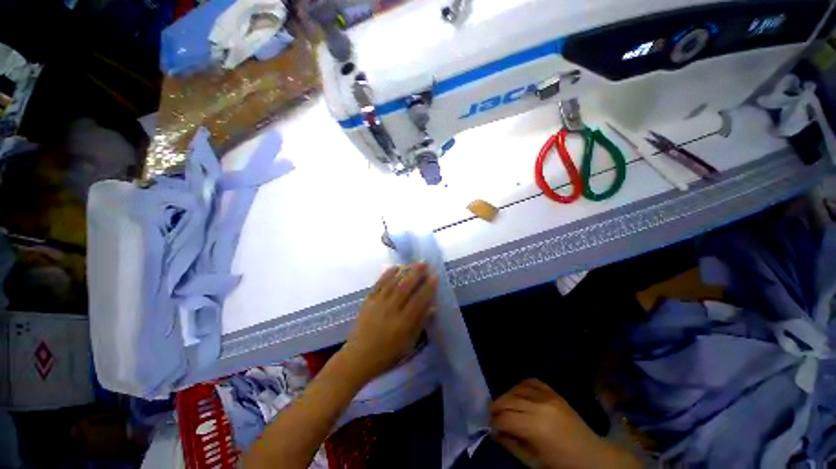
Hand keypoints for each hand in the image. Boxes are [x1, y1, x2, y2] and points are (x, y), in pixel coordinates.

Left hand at [340, 264, 437, 383]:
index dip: (428, 287)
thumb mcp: (409, 343)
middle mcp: (392, 309)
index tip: (435, 275)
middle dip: (417, 273)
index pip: (419, 300)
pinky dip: (387, 274)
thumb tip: (433, 307)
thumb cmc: (388, 354)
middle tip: (425, 262)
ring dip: (404, 271)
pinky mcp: (368, 301)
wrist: (359, 357)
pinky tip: (394, 267)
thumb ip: (421, 323)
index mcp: (404, 322)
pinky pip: (378, 284)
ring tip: (413, 262)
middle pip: (406, 287)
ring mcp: (378, 303)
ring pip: (393, 283)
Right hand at [491, 379, 639, 468]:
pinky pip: (531, 381)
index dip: (494, 423)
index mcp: (535, 428)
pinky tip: (519, 394)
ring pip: (517, 388)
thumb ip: (512, 445)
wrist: (592, 456)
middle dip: (496, 407)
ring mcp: (548, 396)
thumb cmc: (562, 464)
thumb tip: (495, 432)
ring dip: (507, 396)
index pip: (505, 418)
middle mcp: (539, 407)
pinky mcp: (554, 392)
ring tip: (505, 406)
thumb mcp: (534, 462)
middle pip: (508, 400)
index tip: (491, 428)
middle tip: (492, 415)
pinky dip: (521, 385)